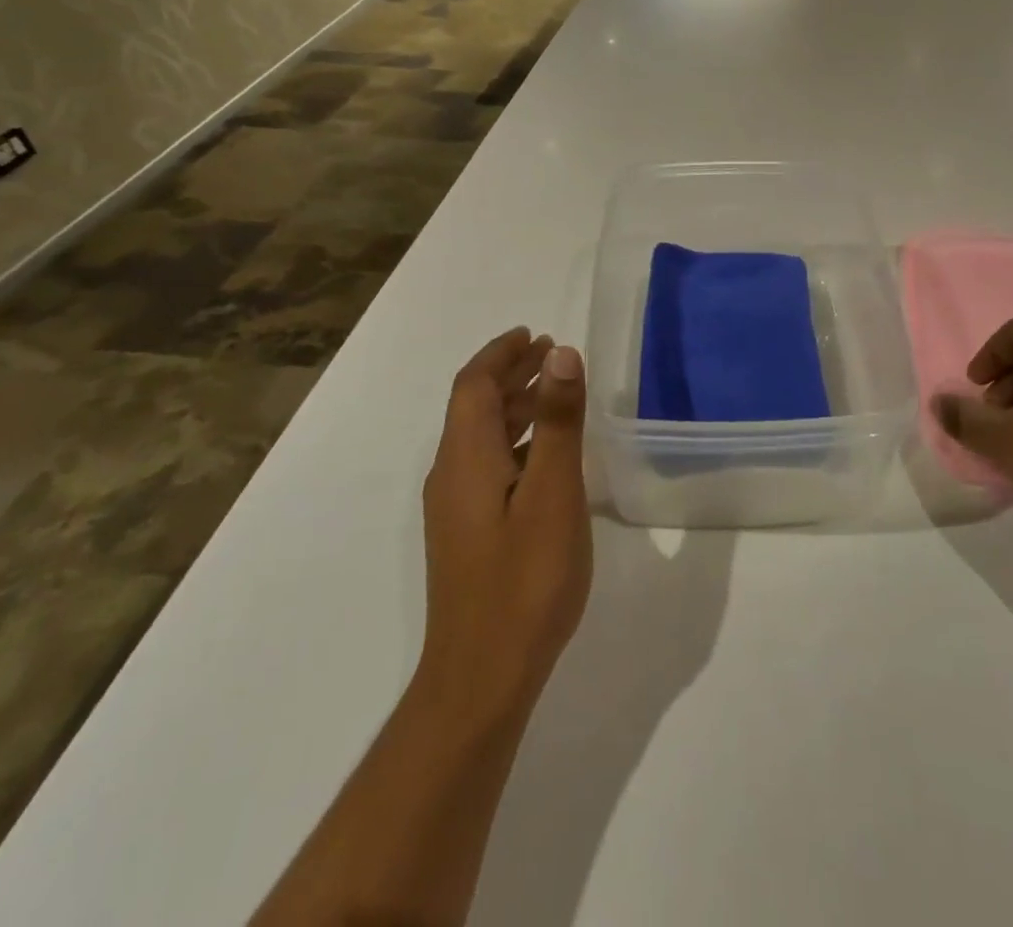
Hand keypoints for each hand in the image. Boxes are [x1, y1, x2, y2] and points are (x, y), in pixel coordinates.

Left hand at [419, 328, 592, 718]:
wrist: (482, 678)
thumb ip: (558, 422)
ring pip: (481, 437)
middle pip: (474, 407)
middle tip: (551, 354)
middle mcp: (451, 475)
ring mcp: (455, 508)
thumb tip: (560, 353)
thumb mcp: (553, 493)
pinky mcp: (467, 533)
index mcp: (466, 458)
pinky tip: (546, 457)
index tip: (534, 334)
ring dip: (514, 406)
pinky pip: (488, 464)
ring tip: (555, 393)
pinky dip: (516, 440)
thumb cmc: (524, 580)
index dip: (501, 354)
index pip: (474, 385)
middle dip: (509, 374)